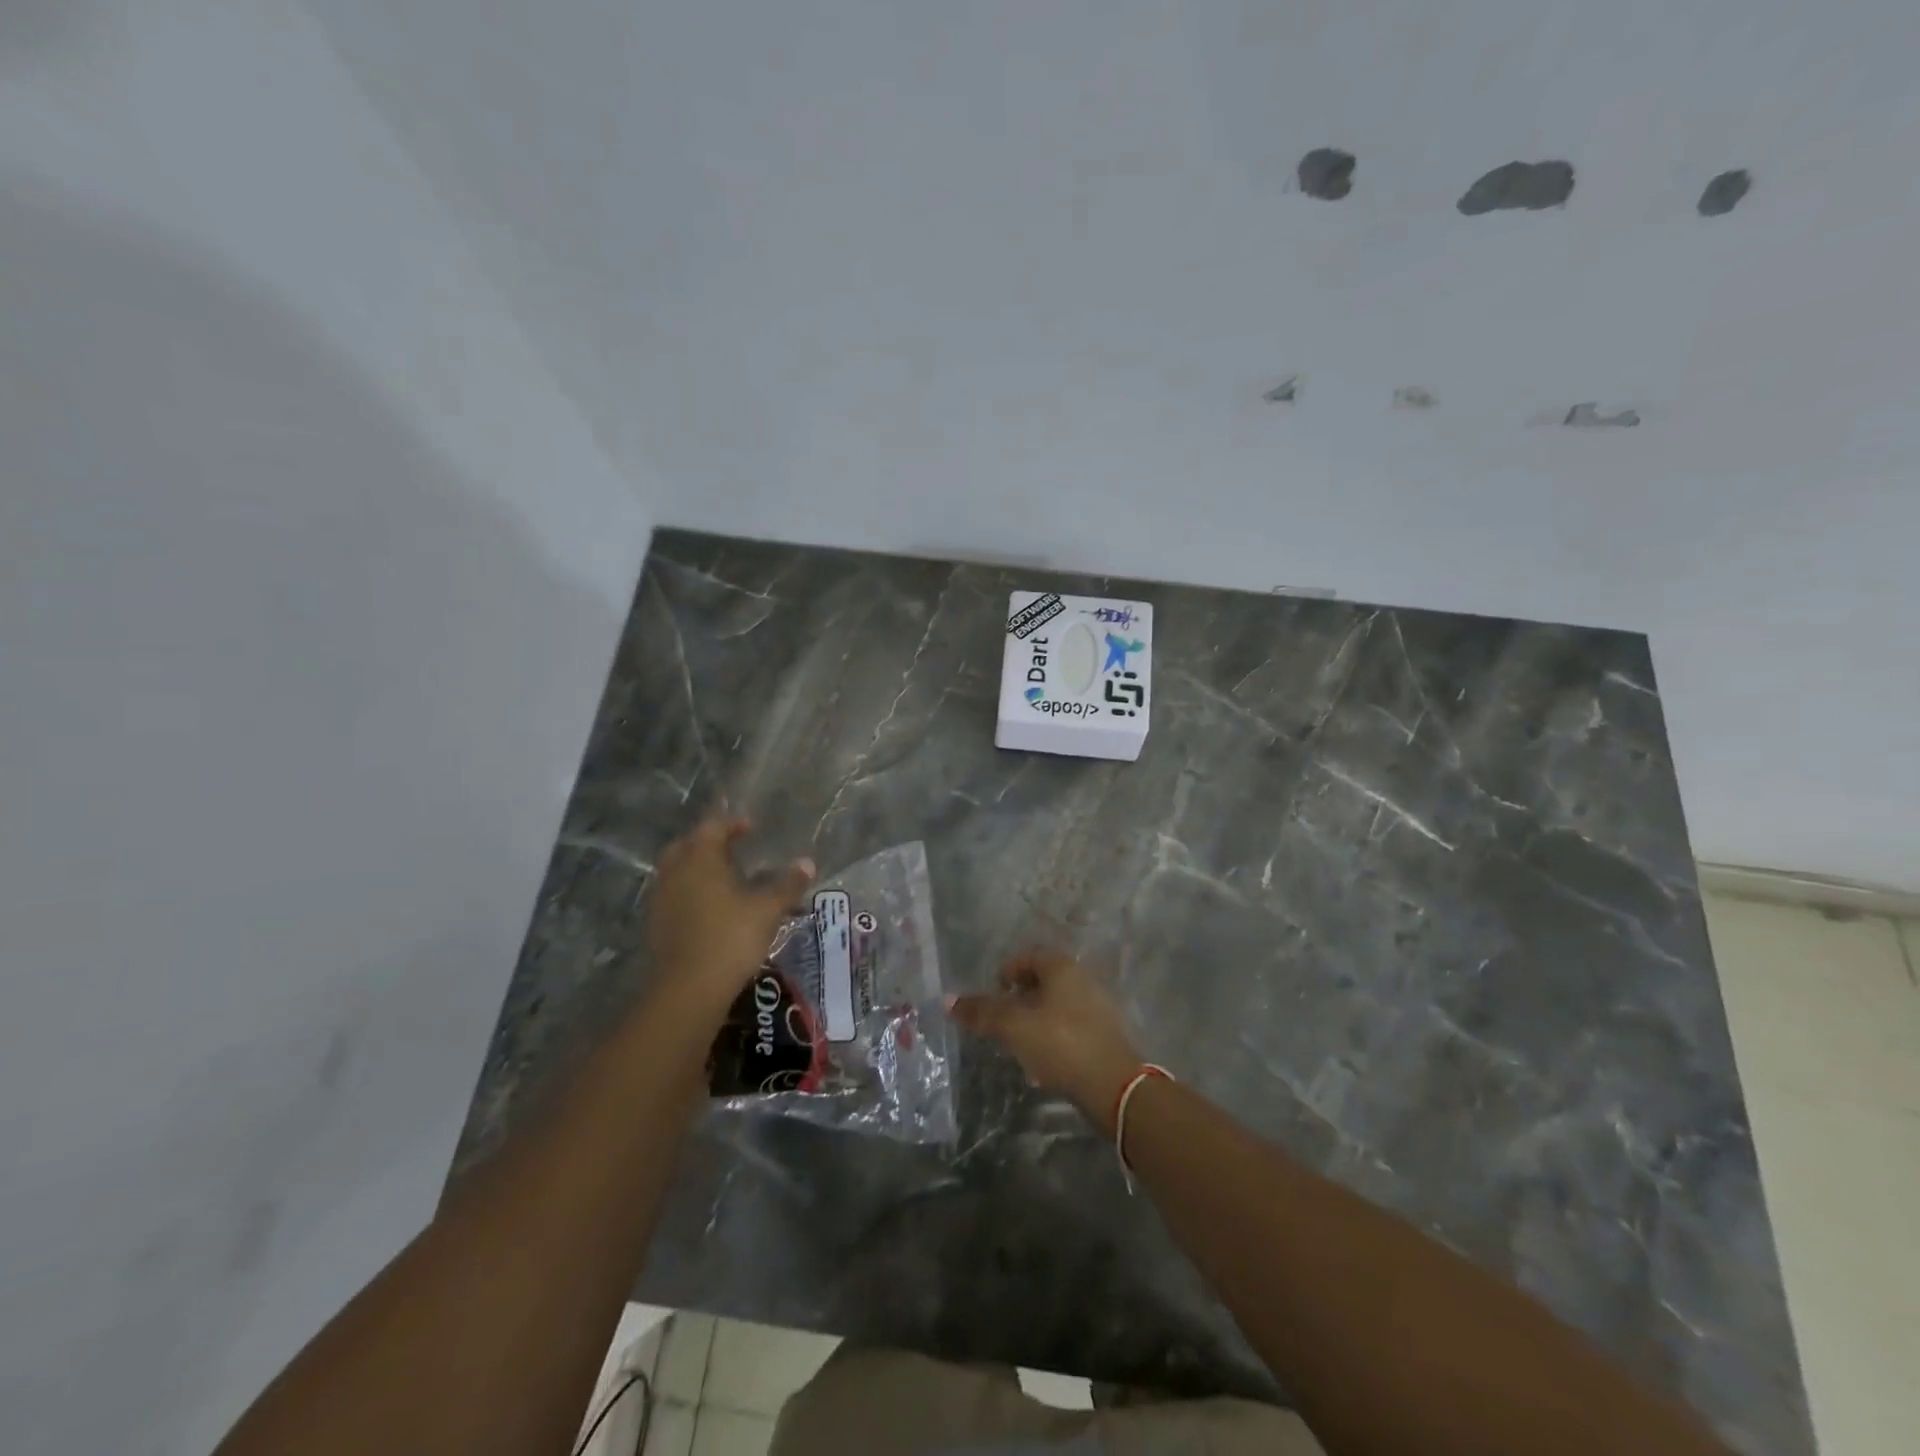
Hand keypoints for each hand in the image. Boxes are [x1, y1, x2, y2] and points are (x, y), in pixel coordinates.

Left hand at [649, 816, 813, 1016]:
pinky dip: (690, 891)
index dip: (732, 824)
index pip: (713, 828)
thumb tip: (808, 863)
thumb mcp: (768, 909)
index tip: (751, 828)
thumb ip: (788, 884)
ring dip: (697, 867)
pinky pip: (674, 895)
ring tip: (724, 878)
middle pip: (687, 845)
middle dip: (708, 842)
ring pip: (676, 871)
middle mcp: (676, 873)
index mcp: (700, 859)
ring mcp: (662, 900)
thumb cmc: (731, 938)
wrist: (689, 989)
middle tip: (732, 848)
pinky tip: (710, 907)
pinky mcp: (658, 925)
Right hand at [949, 949, 1144, 1133]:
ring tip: (1020, 1043)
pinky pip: (1073, 1026)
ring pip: (1059, 1004)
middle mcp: (1084, 979)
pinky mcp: (1106, 1036)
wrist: (1114, 1086)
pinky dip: (1055, 1036)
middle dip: (1021, 997)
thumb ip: (982, 1012)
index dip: (1008, 970)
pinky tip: (1046, 1061)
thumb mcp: (1014, 1027)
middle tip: (1003, 1019)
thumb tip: (949, 999)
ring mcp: (1099, 1007)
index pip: (1030, 955)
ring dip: (1037, 1018)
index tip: (996, 993)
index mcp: (1063, 967)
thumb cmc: (1061, 1043)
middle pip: (1045, 979)